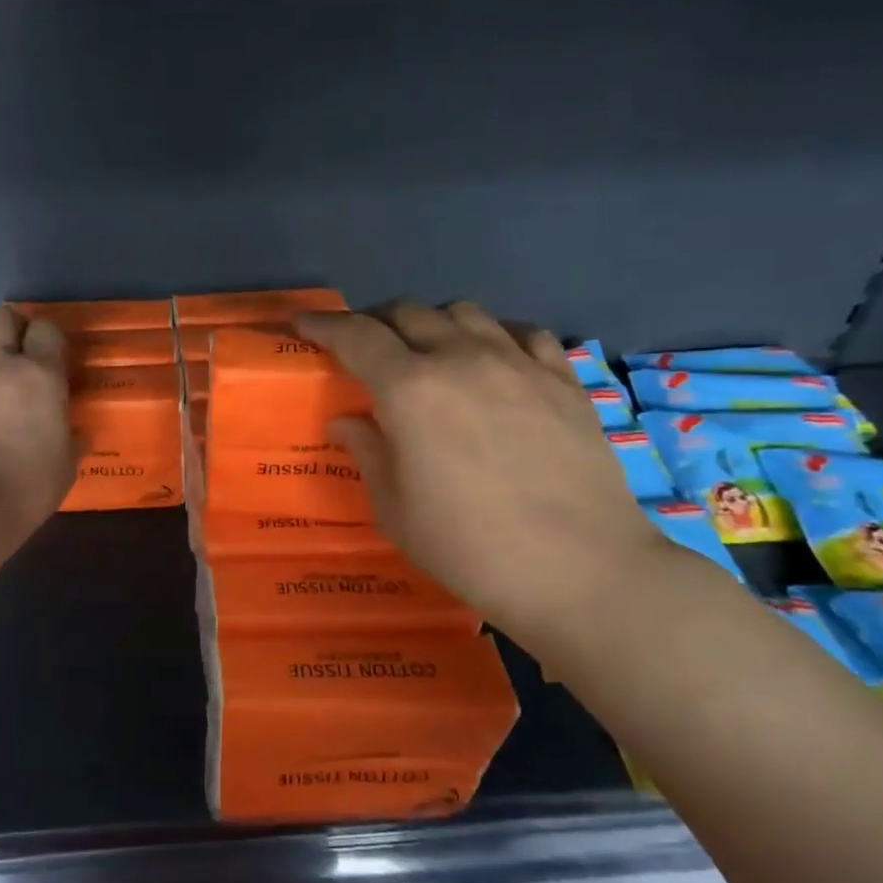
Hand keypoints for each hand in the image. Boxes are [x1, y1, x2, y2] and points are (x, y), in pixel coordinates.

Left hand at [0, 307, 77, 535]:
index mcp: (40, 375)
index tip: (54, 355)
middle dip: (12, 327)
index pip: (46, 329)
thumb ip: (70, 438)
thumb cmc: (30, 484)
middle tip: (20, 350)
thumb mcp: (66, 462)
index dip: (50, 337)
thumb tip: (75, 434)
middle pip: (1, 317)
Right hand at [296, 301, 667, 643]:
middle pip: (409, 313)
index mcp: (410, 390)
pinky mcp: (563, 378)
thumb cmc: (468, 546)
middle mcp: (462, 359)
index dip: (325, 325)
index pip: (356, 336)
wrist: (578, 569)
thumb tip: (346, 421)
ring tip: (428, 351)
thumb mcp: (394, 509)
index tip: (305, 325)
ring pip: (465, 312)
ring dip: (433, 323)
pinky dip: (494, 335)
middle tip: (365, 348)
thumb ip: (368, 452)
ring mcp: (519, 363)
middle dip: (376, 322)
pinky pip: (522, 332)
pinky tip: (493, 360)